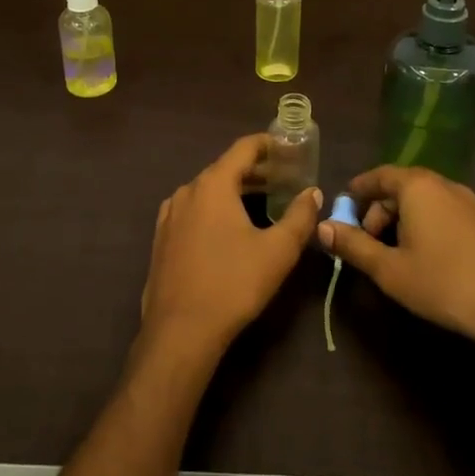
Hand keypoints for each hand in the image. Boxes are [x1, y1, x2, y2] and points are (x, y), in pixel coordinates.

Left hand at [140, 134, 321, 363]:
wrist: (180, 330)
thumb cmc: (233, 284)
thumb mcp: (278, 251)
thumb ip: (300, 216)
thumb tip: (313, 193)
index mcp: (213, 184)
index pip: (243, 148)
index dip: (269, 145)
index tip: (289, 148)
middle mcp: (187, 190)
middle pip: (225, 168)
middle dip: (256, 171)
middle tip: (285, 179)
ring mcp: (170, 214)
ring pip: (208, 190)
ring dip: (235, 190)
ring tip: (262, 202)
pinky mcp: (162, 238)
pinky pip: (194, 210)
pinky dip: (215, 208)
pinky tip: (229, 228)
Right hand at [316, 165, 474, 353]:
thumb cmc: (442, 281)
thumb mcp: (388, 268)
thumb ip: (353, 245)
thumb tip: (321, 226)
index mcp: (416, 186)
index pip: (378, 175)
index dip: (357, 191)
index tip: (341, 209)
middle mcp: (442, 184)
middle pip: (400, 187)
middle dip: (377, 210)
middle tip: (365, 242)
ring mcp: (467, 202)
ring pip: (422, 201)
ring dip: (400, 220)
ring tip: (391, 254)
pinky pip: (441, 212)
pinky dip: (423, 225)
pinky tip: (422, 258)